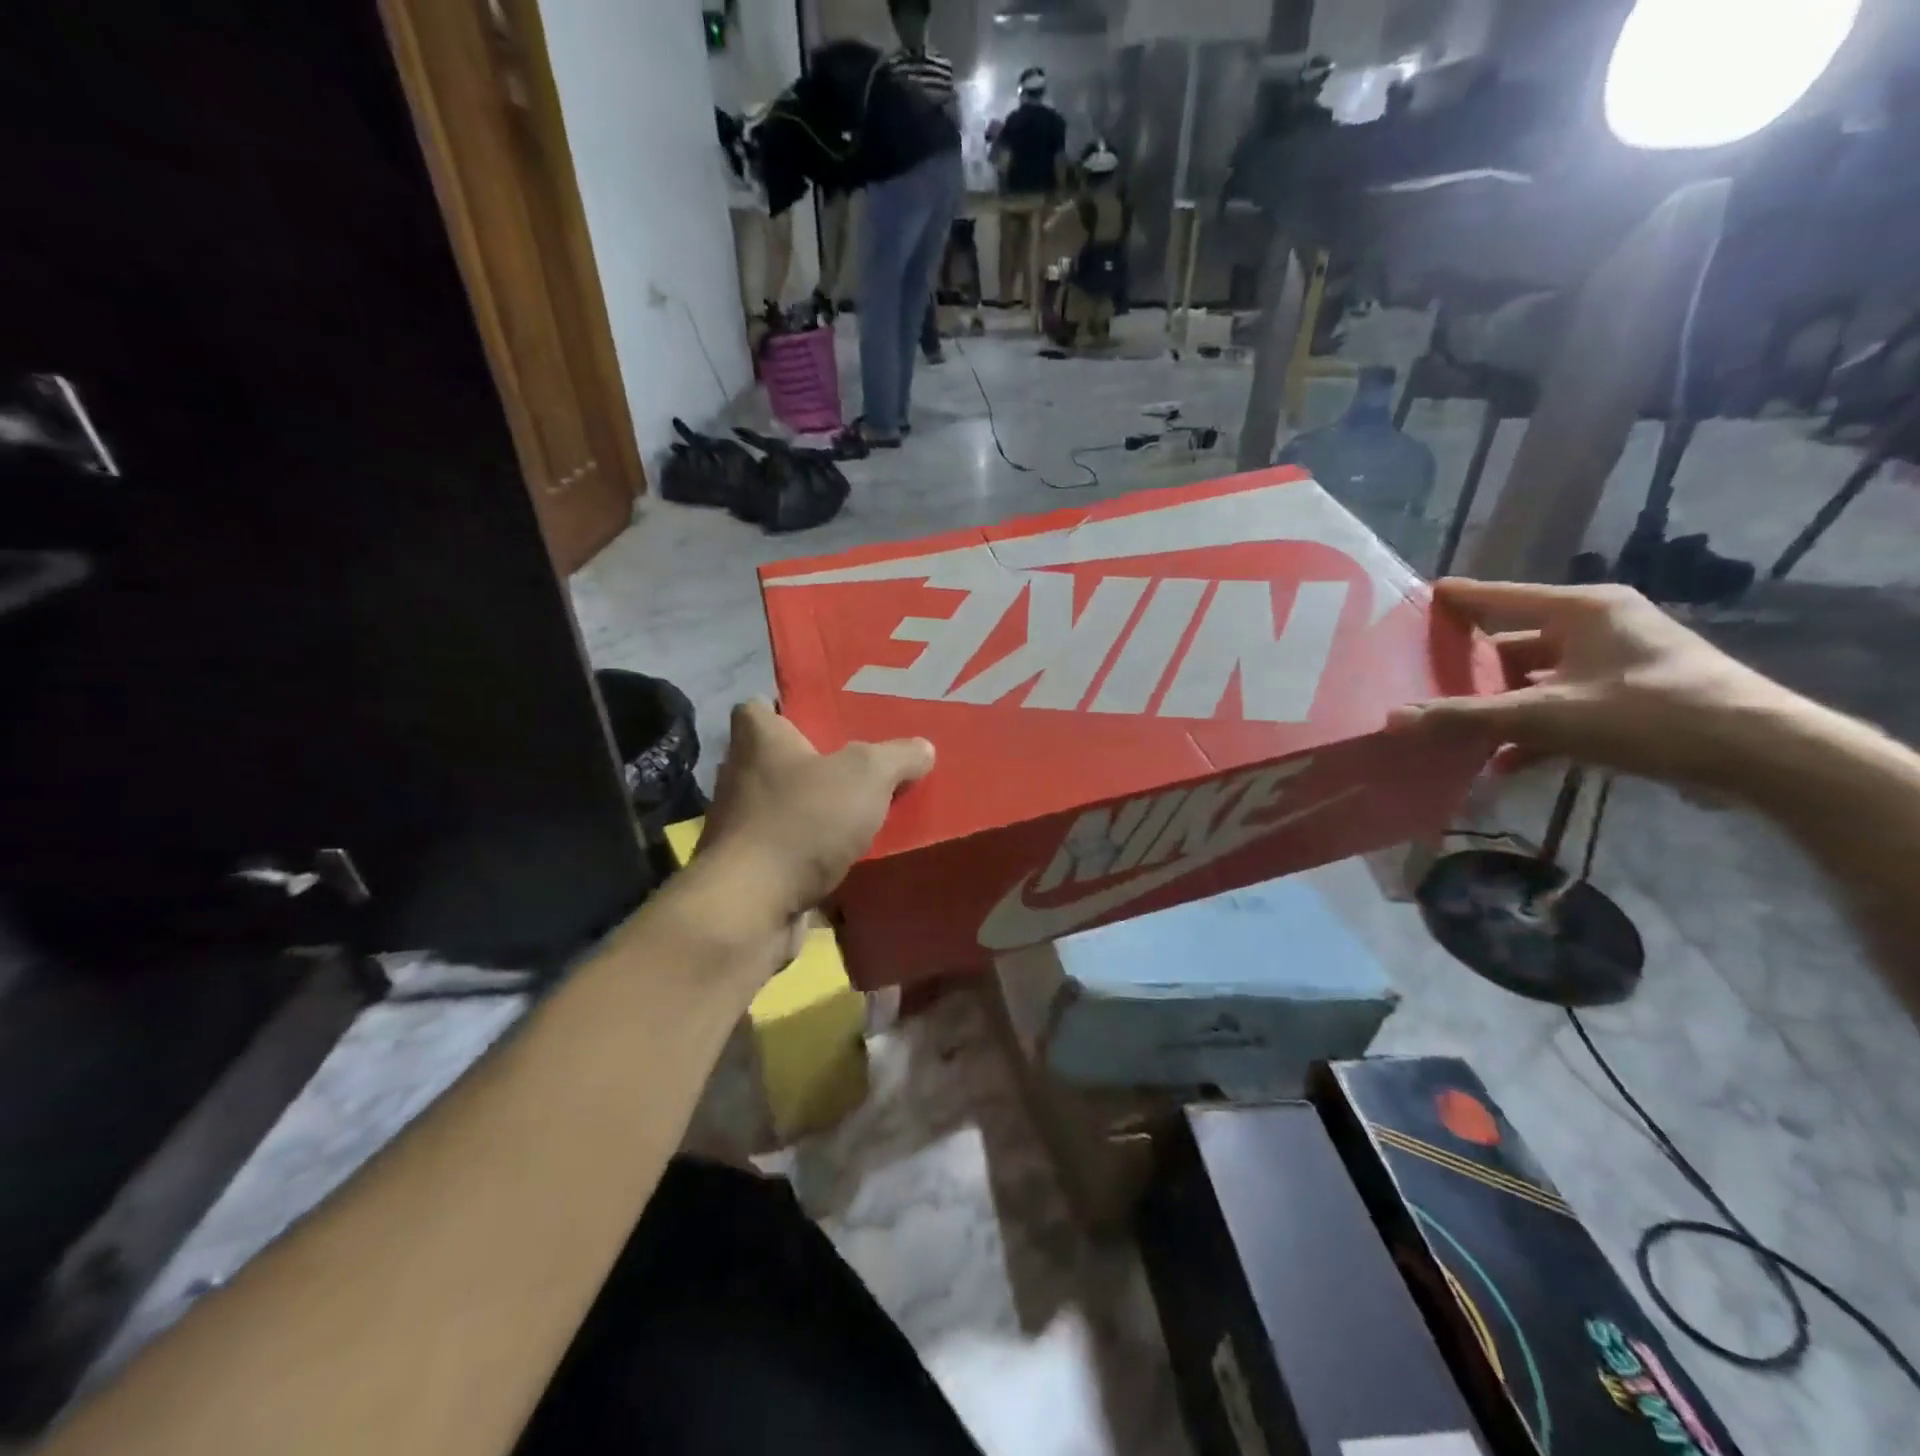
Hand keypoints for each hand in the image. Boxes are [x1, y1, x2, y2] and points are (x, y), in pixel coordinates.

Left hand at [692, 700, 933, 941]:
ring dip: (816, 811)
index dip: (787, 709)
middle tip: (862, 766)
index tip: (824, 719)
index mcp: (758, 739)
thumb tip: (923, 748)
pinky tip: (849, 858)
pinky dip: (812, 854)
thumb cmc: (802, 821)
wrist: (751, 907)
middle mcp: (741, 776)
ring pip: (785, 807)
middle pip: (777, 759)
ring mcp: (741, 826)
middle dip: (814, 763)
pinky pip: (788, 850)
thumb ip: (897, 756)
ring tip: (864, 813)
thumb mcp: (866, 776)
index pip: (759, 707)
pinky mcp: (750, 869)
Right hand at [1387, 578, 1793, 787]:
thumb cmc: (1649, 714)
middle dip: (1470, 672)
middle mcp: (1599, 626)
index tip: (1414, 600)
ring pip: (1537, 680)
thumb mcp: (1546, 716)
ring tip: (1453, 728)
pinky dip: (1535, 731)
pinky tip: (1503, 761)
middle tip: (1422, 685)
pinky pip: (1565, 706)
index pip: (1499, 596)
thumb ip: (1465, 717)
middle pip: (1514, 644)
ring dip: (1500, 708)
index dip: (1456, 599)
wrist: (1764, 755)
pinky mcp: (1633, 698)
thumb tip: (1391, 720)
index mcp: (1581, 610)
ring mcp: (1618, 663)